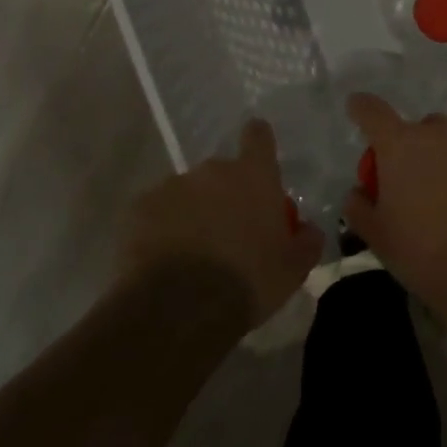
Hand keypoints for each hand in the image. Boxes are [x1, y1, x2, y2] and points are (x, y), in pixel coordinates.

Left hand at [122, 119, 323, 327]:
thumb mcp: (293, 269)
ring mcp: (171, 187)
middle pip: (221, 172)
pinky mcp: (138, 209)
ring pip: (186, 193)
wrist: (179, 310)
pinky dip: (160, 229)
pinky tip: (163, 260)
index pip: (258, 136)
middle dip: (224, 195)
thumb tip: (309, 229)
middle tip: (227, 232)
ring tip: (191, 252)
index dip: (258, 142)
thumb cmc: (248, 281)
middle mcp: (213, 171)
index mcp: (255, 176)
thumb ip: (306, 241)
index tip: (257, 157)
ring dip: (191, 212)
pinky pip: (154, 213)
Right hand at [343, 94, 446, 300]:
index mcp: (400, 146)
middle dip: (419, 150)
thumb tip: (359, 192)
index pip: (373, 112)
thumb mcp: (378, 237)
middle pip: (423, 130)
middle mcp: (439, 132)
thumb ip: (360, 207)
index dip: (363, 109)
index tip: (359, 108)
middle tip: (421, 186)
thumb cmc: (423, 252)